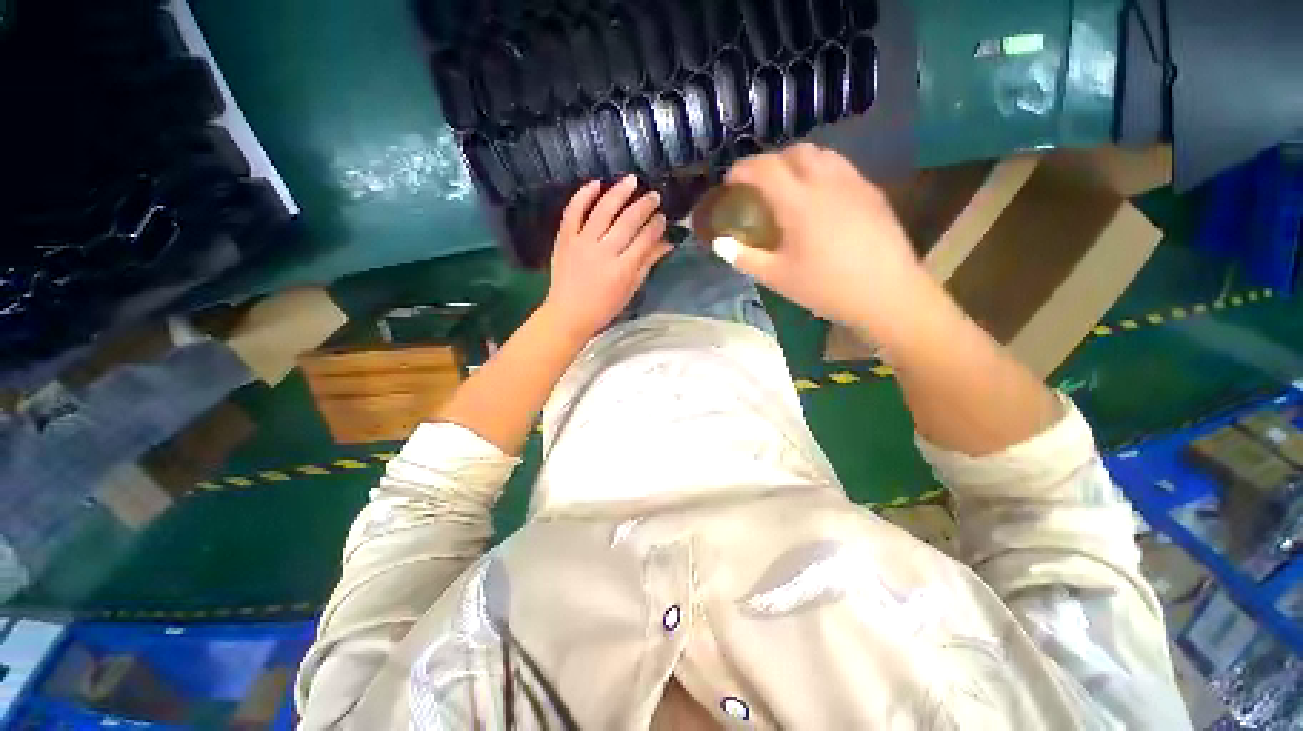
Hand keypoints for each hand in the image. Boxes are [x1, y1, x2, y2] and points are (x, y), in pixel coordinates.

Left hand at [542, 175, 671, 340]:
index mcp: (623, 269)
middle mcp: (604, 252)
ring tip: (632, 180)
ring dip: (619, 193)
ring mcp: (582, 243)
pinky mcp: (565, 239)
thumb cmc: (604, 307)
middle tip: (654, 196)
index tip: (662, 218)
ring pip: (603, 210)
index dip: (656, 226)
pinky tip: (596, 183)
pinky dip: (583, 195)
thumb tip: (667, 243)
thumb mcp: (630, 289)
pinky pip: (573, 212)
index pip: (644, 239)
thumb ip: (647, 264)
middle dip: (644, 206)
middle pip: (628, 221)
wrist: (568, 313)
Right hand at [719, 144, 937, 345]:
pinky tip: (819, 199)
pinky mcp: (872, 192)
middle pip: (795, 152)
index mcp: (799, 201)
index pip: (764, 168)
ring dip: (797, 163)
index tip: (730, 181)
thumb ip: (744, 257)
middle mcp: (826, 181)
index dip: (742, 169)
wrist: (887, 294)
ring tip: (788, 188)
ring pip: (822, 155)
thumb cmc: (826, 287)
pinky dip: (820, 172)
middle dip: (771, 162)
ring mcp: (854, 183)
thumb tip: (719, 244)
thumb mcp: (777, 277)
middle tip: (759, 186)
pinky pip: (840, 168)